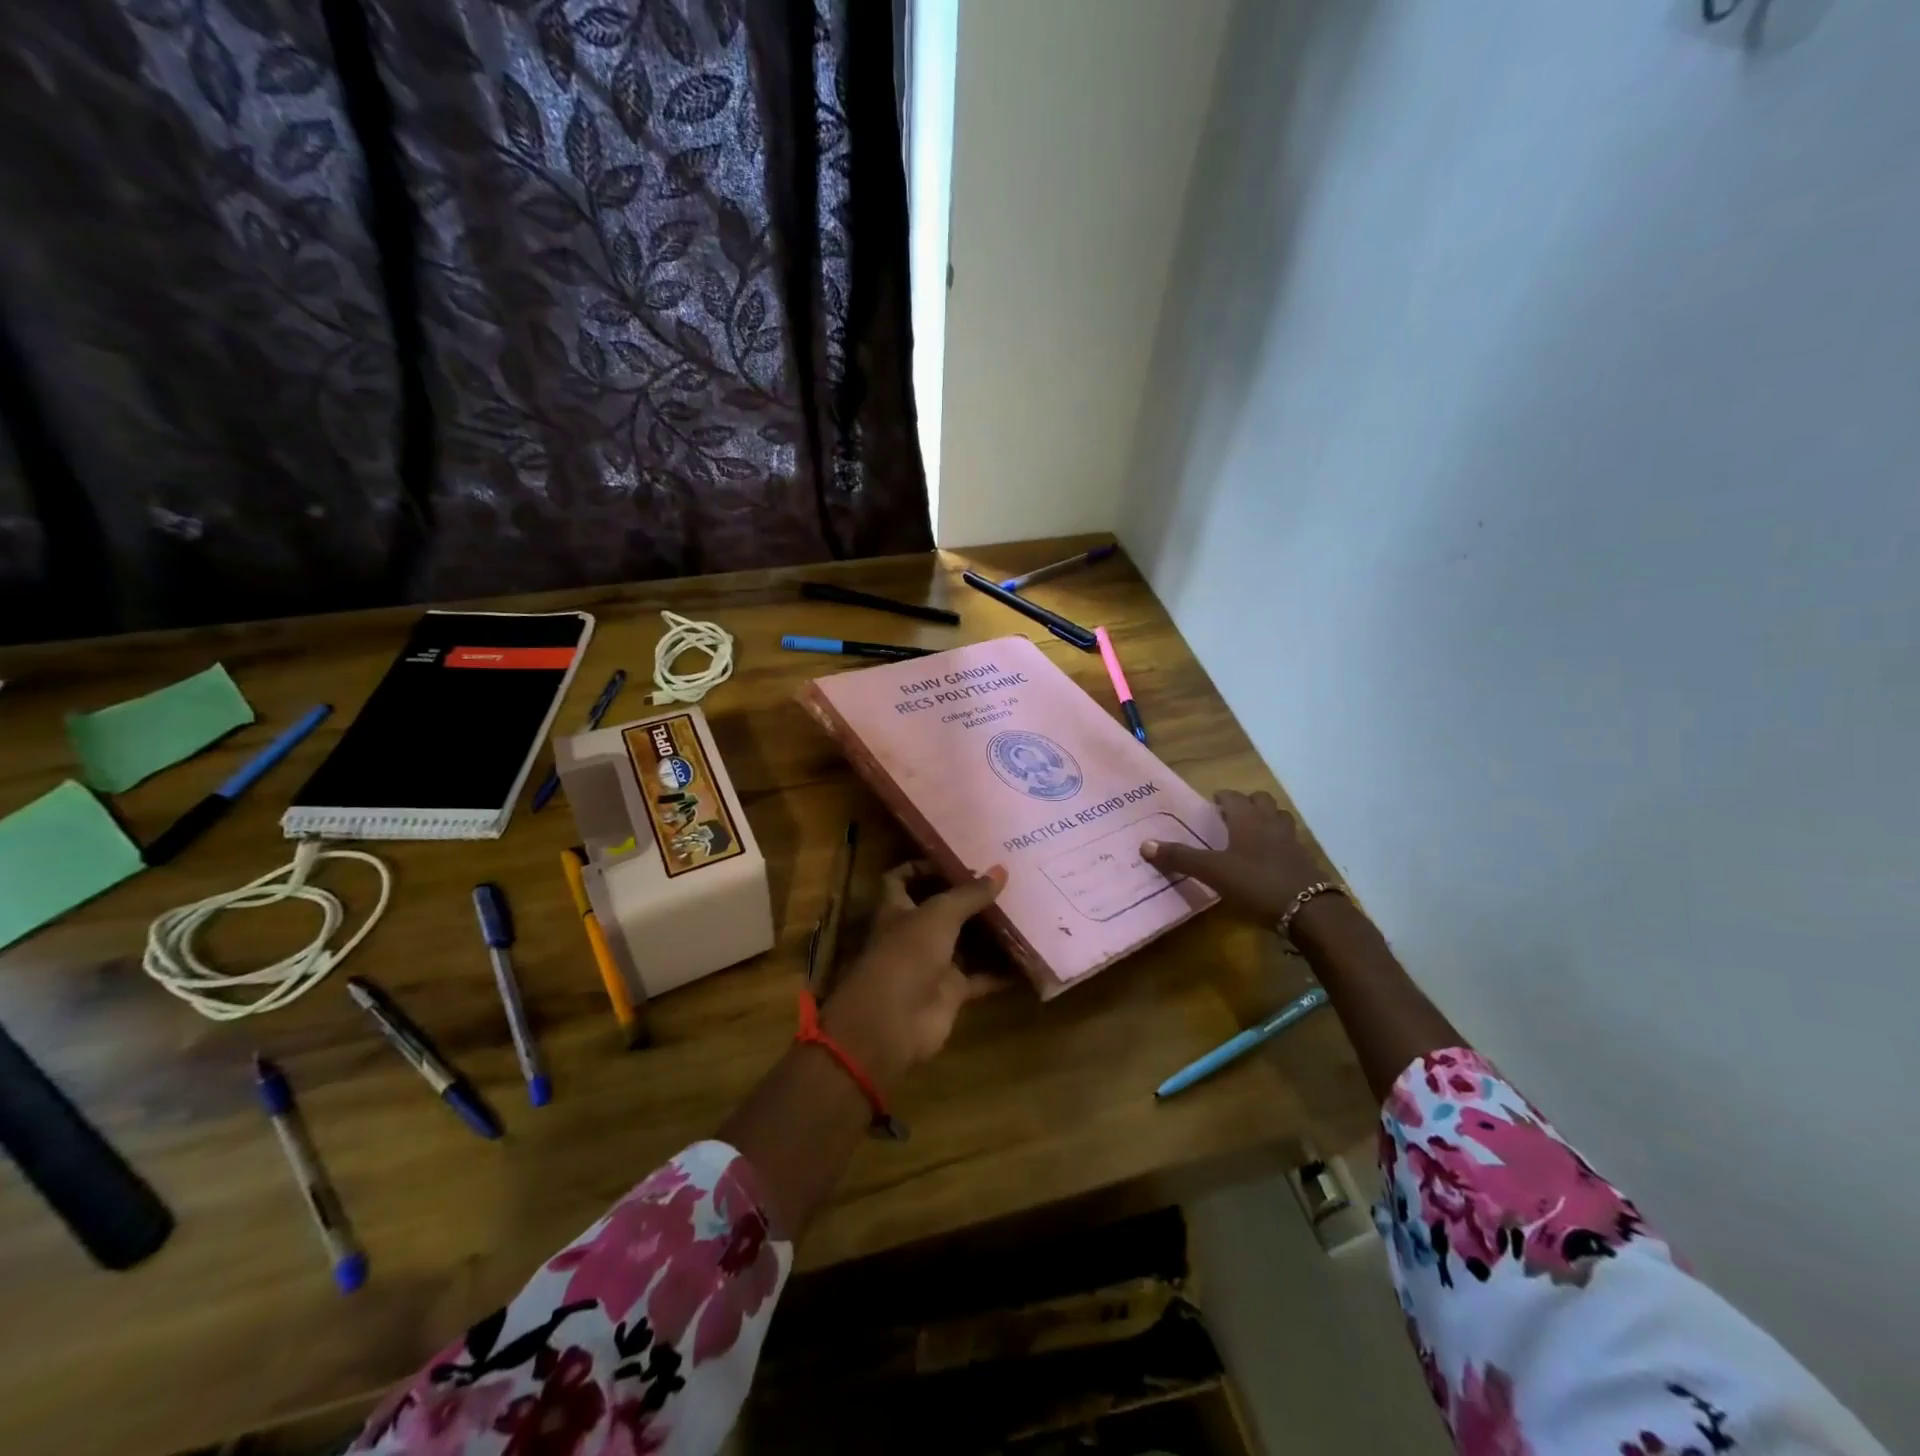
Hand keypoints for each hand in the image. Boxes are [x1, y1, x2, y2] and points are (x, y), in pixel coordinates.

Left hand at [820, 861, 1008, 1094]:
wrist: (893, 1022)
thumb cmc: (906, 955)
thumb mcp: (939, 915)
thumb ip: (969, 894)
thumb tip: (1001, 869)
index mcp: (896, 909)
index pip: (900, 880)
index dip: (920, 867)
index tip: (953, 858)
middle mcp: (913, 934)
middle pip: (940, 910)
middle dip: (967, 897)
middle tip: (1003, 879)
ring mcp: (932, 964)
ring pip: (964, 943)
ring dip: (988, 931)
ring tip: (1022, 910)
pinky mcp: (951, 992)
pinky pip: (980, 978)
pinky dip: (1001, 972)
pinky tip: (1027, 958)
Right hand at [1142, 789, 1324, 924]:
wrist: (1309, 911)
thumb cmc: (1255, 883)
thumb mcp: (1212, 871)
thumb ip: (1180, 858)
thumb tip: (1144, 845)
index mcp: (1247, 819)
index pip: (1233, 796)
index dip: (1222, 798)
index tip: (1211, 805)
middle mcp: (1271, 823)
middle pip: (1262, 801)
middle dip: (1247, 804)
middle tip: (1231, 818)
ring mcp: (1292, 841)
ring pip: (1279, 819)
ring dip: (1267, 820)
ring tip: (1251, 835)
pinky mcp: (1305, 862)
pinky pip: (1290, 842)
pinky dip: (1279, 844)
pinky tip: (1269, 861)